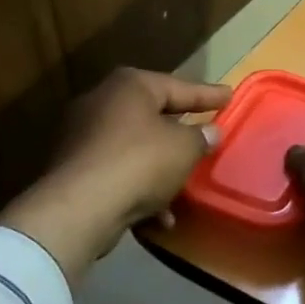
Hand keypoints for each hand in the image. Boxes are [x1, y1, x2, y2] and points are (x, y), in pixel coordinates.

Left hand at [0, 68, 231, 278]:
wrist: (80, 208)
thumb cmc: (140, 162)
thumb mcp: (185, 148)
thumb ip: (201, 137)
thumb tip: (210, 132)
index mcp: (129, 86)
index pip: (179, 87)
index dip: (207, 94)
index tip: (230, 96)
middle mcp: (102, 103)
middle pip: (152, 115)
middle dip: (179, 130)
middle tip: (205, 133)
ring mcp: (83, 137)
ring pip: (135, 148)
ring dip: (161, 167)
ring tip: (186, 185)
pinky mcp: (74, 171)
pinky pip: (118, 173)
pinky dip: (140, 189)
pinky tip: (160, 216)